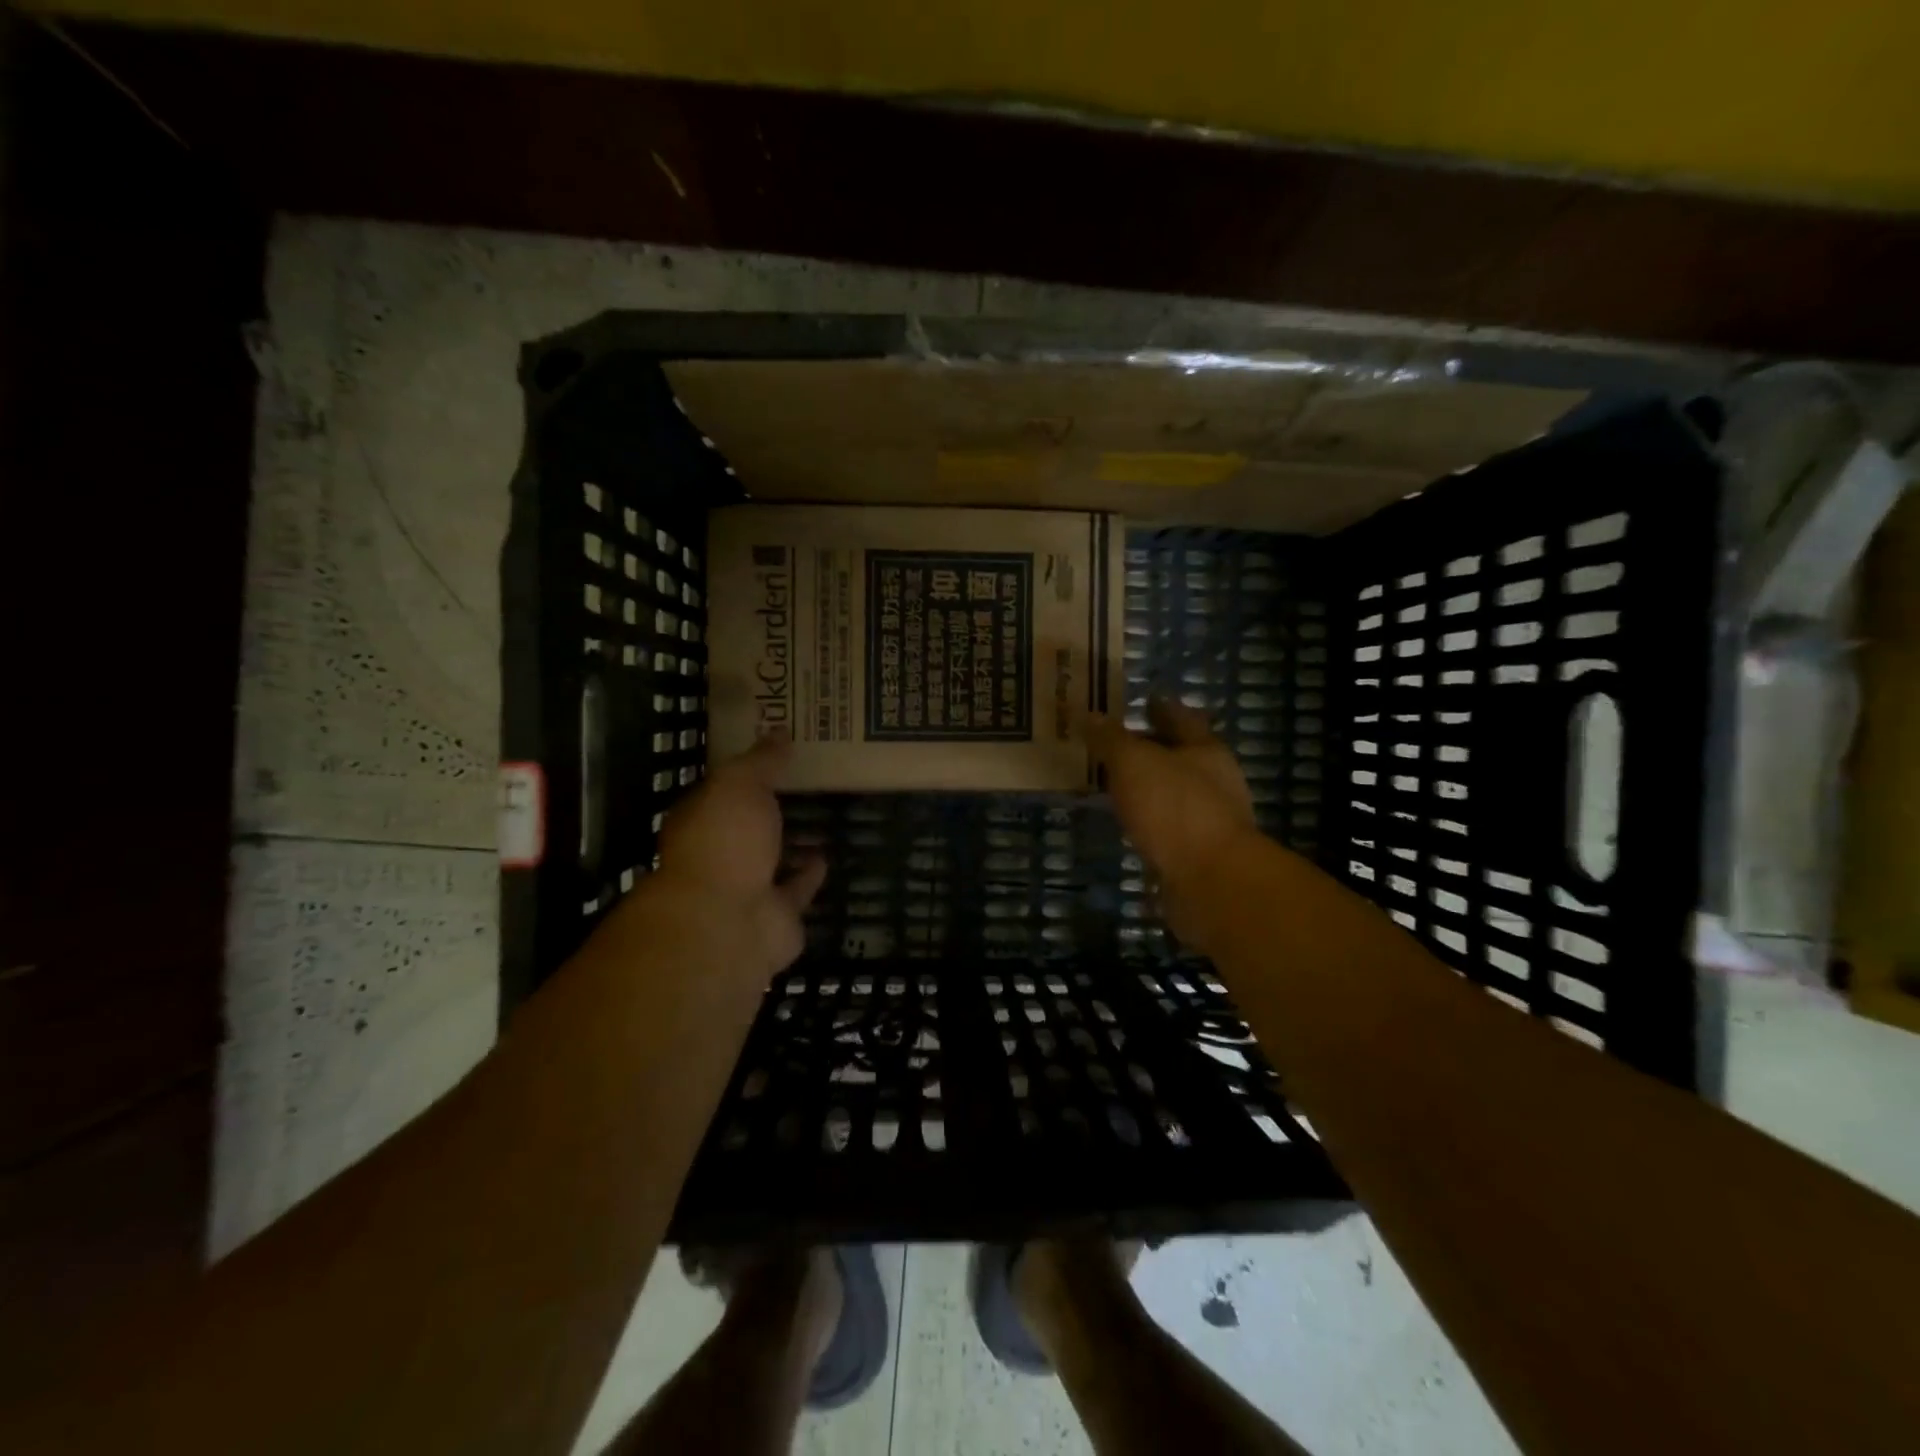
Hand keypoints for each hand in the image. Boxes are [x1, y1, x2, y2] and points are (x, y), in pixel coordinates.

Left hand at [650, 733, 825, 982]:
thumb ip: (760, 761)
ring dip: (788, 845)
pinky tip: (825, 855)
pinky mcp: (775, 918)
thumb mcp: (740, 785)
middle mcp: (718, 857)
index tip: (772, 756)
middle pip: (744, 828)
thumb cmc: (724, 842)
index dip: (744, 774)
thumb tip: (779, 732)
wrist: (728, 922)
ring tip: (818, 817)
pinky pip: (795, 890)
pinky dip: (809, 876)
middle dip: (766, 812)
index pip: (719, 792)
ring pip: (770, 862)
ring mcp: (745, 890)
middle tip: (800, 784)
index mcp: (699, 822)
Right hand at [1086, 699, 1255, 950]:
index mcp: (1205, 750)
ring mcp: (1208, 820)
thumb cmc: (1175, 809)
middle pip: (1179, 756)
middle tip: (1114, 743)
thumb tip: (1089, 715)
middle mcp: (1213, 781)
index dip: (1161, 707)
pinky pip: (1166, 827)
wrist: (1212, 882)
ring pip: (1172, 793)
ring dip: (1147, 787)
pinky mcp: (1197, 854)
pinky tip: (1128, 823)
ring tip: (1114, 783)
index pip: (1181, 718)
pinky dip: (1147, 820)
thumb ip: (1110, 739)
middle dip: (1151, 748)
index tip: (1143, 700)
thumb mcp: (1134, 763)